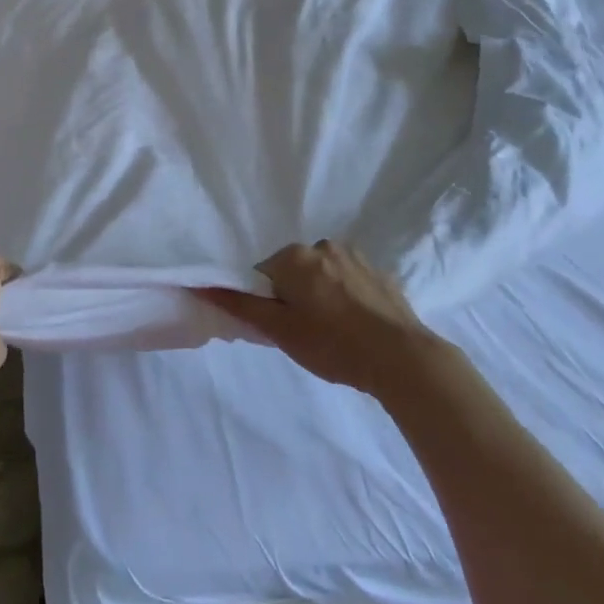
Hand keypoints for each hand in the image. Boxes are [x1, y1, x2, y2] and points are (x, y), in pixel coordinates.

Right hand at [197, 241, 443, 398]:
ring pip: (322, 275)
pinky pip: (350, 281)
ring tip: (335, 332)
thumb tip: (200, 284)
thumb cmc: (332, 344)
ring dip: (321, 295)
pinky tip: (357, 326)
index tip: (281, 328)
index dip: (267, 303)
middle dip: (294, 296)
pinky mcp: (381, 273)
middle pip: (293, 271)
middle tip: (306, 333)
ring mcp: (356, 257)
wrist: (402, 358)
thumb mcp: (279, 330)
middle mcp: (323, 245)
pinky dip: (346, 298)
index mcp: (294, 256)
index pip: (262, 274)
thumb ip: (239, 305)